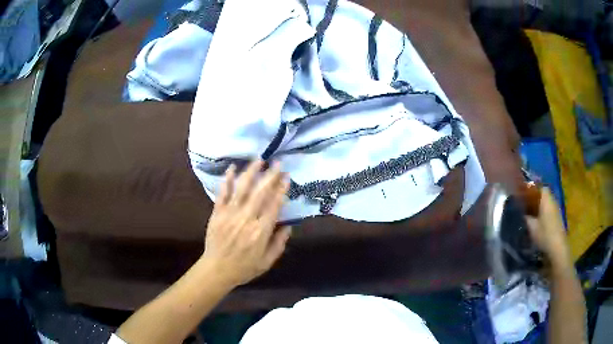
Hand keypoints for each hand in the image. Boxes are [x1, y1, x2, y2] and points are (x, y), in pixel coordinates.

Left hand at [201, 160, 290, 287]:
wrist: (216, 270)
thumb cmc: (244, 268)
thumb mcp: (267, 262)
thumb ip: (279, 244)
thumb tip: (288, 226)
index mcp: (260, 232)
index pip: (273, 205)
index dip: (281, 190)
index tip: (286, 177)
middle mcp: (246, 219)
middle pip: (260, 193)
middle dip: (270, 176)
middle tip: (278, 162)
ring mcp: (229, 214)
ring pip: (242, 189)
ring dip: (251, 172)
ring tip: (258, 160)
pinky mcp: (217, 213)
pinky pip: (222, 193)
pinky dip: (228, 180)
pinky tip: (232, 168)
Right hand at [525, 187, 571, 272]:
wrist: (557, 247)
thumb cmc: (544, 234)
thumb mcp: (531, 227)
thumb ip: (525, 217)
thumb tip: (519, 210)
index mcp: (546, 198)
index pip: (538, 186)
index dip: (530, 189)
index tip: (522, 194)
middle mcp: (552, 199)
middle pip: (542, 194)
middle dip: (534, 197)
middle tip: (525, 204)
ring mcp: (556, 208)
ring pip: (546, 202)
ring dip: (539, 205)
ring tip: (530, 213)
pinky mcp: (557, 217)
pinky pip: (548, 209)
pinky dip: (543, 212)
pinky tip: (537, 220)